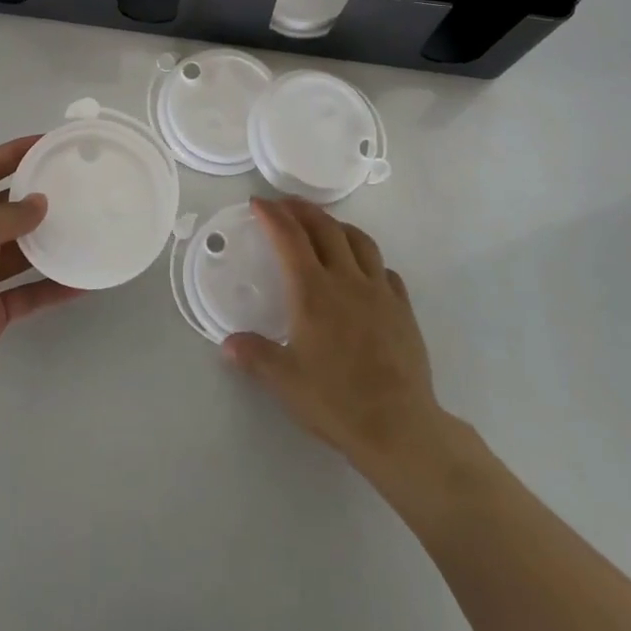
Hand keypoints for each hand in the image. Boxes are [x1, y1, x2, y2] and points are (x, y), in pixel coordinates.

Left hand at [0, 136, 80, 410]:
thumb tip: (39, 202)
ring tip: (86, 228)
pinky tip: (83, 280)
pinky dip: (53, 286)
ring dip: (48, 242)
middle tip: (75, 187)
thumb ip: (8, 215)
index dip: (10, 153)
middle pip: (2, 210)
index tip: (45, 143)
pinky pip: (28, 291)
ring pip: (19, 252)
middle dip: (34, 199)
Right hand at [222, 198, 446, 478]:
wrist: (399, 426)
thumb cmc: (336, 400)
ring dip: (338, 225)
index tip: (259, 203)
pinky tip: (364, 270)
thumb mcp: (284, 381)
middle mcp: (346, 280)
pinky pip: (384, 269)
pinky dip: (368, 259)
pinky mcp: (403, 308)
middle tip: (286, 205)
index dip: (273, 215)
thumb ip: (254, 356)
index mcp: (313, 291)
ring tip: (325, 226)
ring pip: (359, 241)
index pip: (289, 238)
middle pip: (325, 228)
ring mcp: (379, 292)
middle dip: (302, 210)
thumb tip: (228, 345)